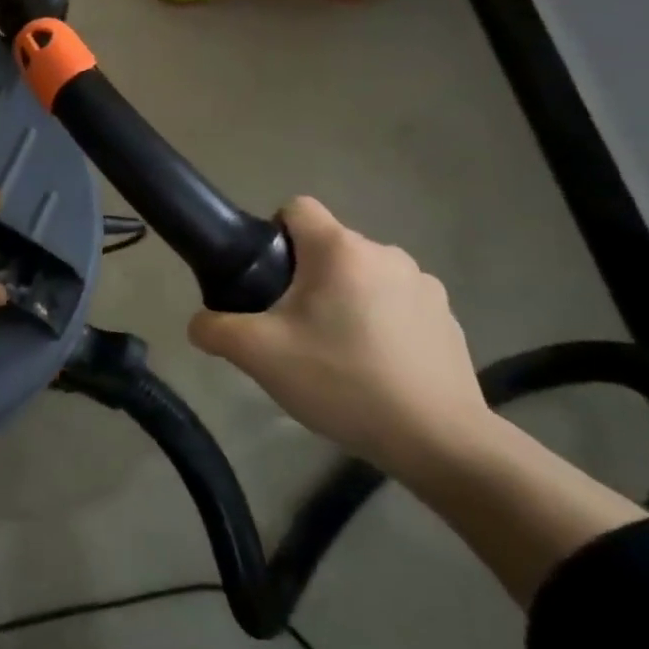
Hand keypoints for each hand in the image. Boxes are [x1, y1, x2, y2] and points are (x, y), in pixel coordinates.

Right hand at [187, 197, 489, 476]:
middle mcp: (386, 253)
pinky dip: (378, 324)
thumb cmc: (342, 381)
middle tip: (290, 331)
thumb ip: (214, 329)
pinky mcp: (447, 319)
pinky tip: (375, 369)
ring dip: (343, 301)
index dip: (271, 235)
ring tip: (334, 355)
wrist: (438, 440)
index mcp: (340, 250)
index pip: (296, 208)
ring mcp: (424, 285)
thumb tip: (201, 323)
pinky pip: (395, 304)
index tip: (265, 280)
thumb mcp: (258, 356)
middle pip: (326, 249)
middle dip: (303, 280)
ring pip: (361, 277)